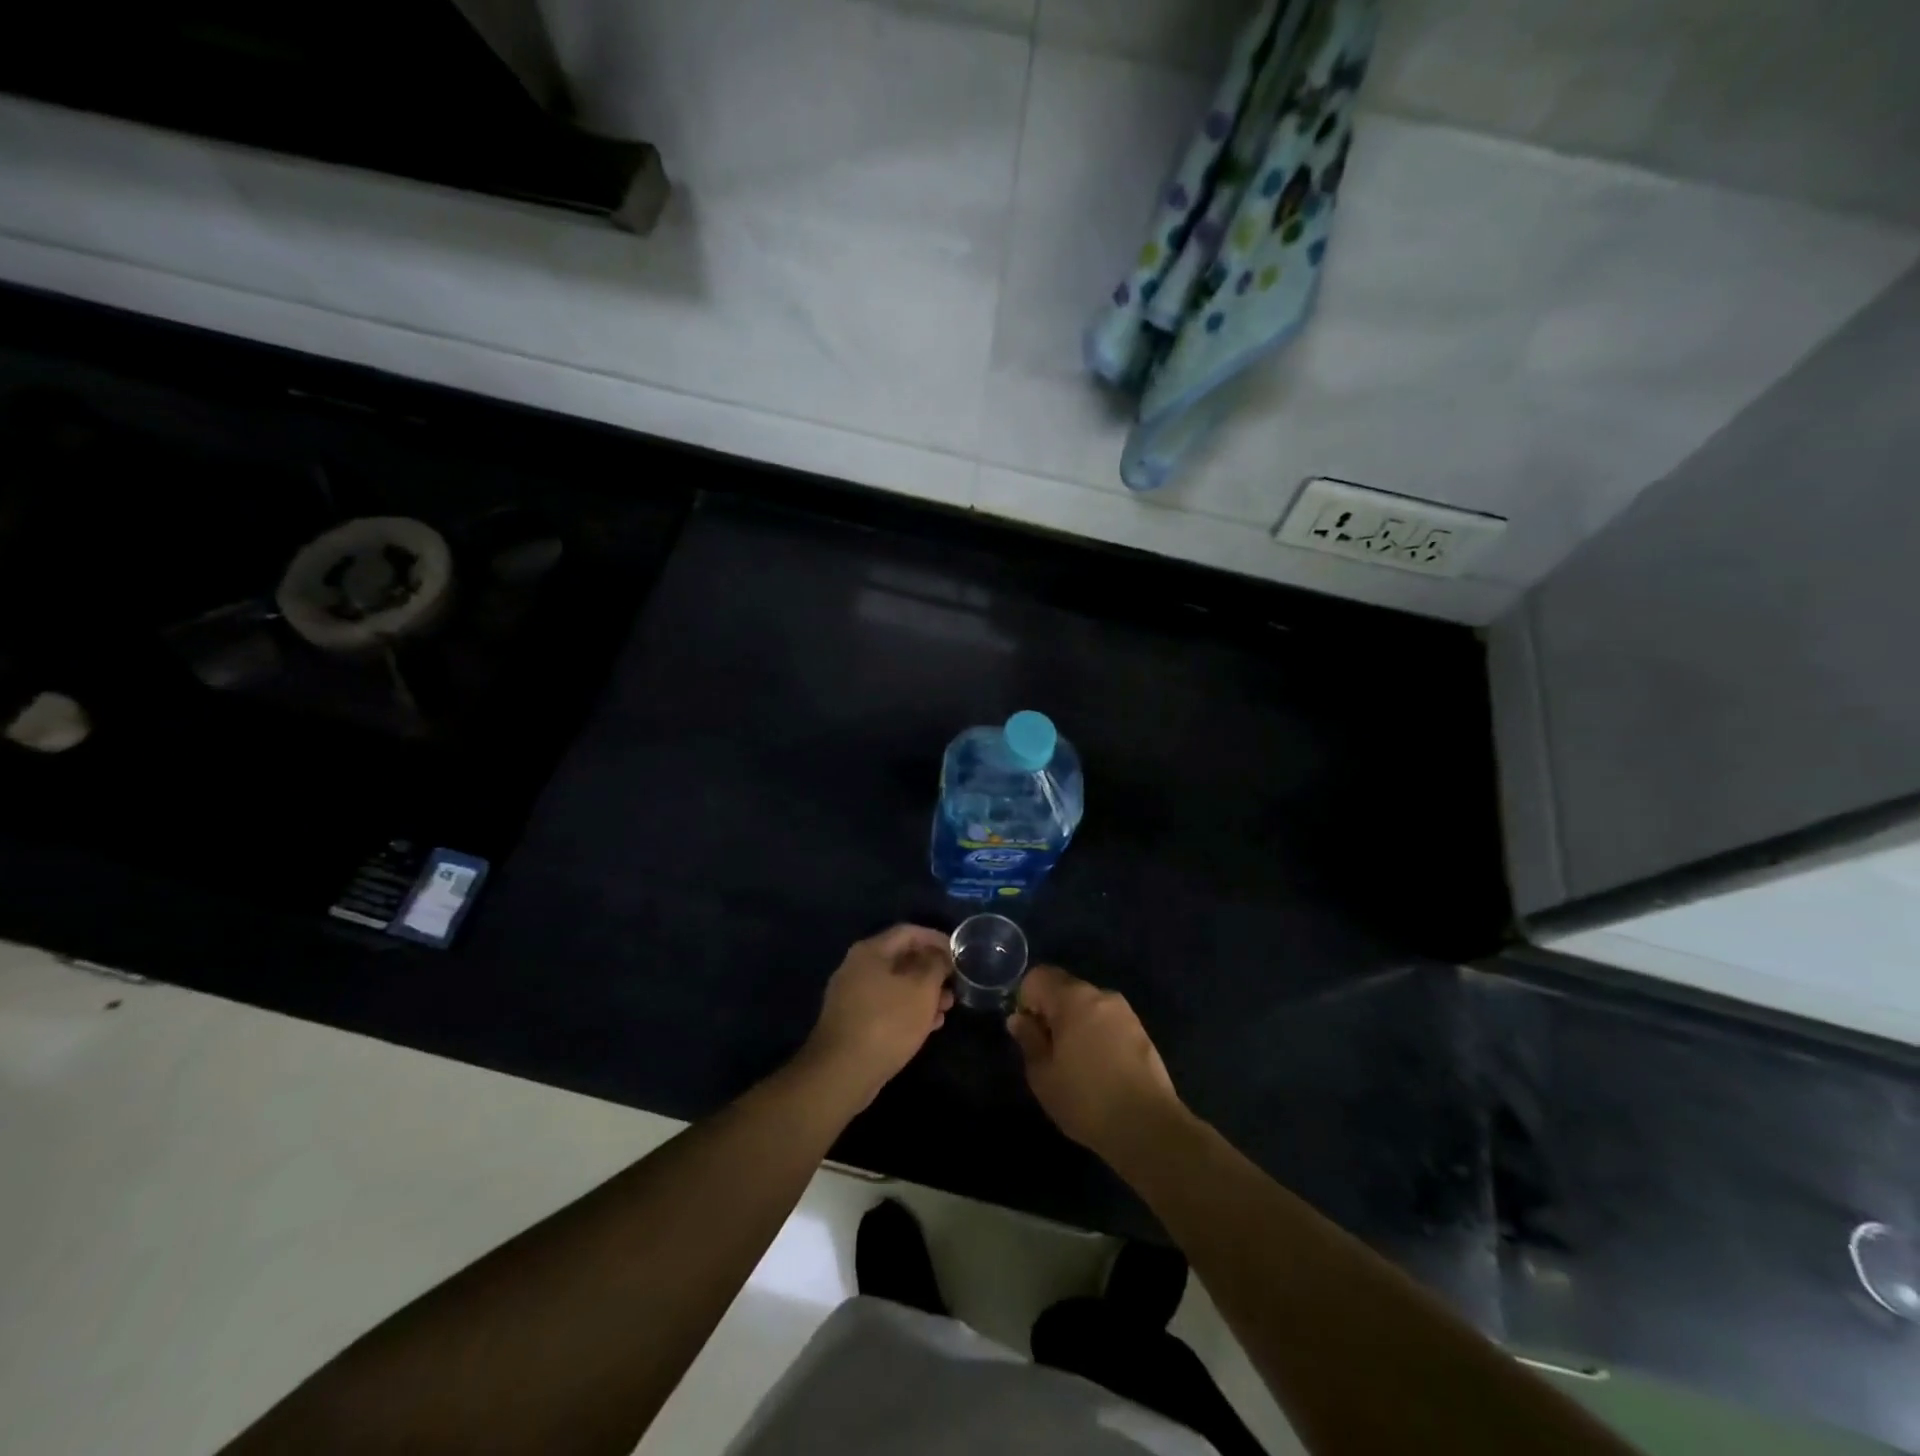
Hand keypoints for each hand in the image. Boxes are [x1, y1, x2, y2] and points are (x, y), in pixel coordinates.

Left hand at [802, 925, 954, 1103]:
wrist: (842, 1072)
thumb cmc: (887, 1022)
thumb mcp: (922, 990)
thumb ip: (935, 966)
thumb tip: (940, 956)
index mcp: (870, 951)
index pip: (908, 932)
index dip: (936, 939)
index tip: (958, 953)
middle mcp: (857, 967)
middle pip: (901, 958)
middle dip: (931, 970)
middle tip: (954, 984)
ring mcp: (852, 996)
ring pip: (895, 985)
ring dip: (923, 993)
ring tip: (947, 1008)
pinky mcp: (853, 1022)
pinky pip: (886, 1007)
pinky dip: (908, 1010)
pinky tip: (929, 1025)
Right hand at [1008, 965, 1184, 1158]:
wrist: (1149, 1127)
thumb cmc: (1086, 1100)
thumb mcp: (1043, 1075)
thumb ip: (1028, 1040)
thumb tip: (1019, 1019)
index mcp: (1072, 998)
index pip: (1038, 976)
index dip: (1026, 999)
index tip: (1028, 1032)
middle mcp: (1100, 994)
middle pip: (1064, 988)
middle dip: (1050, 1012)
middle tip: (1048, 1052)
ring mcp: (1125, 1012)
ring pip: (1087, 1005)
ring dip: (1074, 1023)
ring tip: (1075, 1064)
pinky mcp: (1141, 1031)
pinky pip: (1107, 1021)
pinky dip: (1096, 1034)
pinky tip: (1099, 1069)